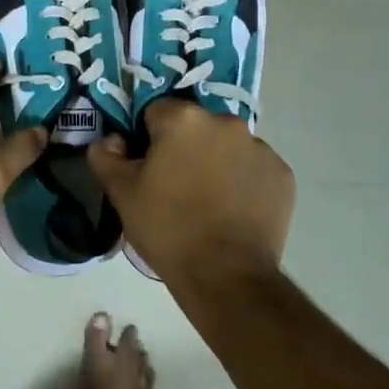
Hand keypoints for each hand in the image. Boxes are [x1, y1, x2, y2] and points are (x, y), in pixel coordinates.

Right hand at [87, 99, 293, 283]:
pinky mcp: (282, 174)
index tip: (146, 166)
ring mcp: (260, 147)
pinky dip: (242, 180)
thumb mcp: (122, 193)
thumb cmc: (167, 228)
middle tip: (174, 185)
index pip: (156, 112)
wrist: (225, 275)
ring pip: (227, 145)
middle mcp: (225, 122)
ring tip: (207, 201)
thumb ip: (106, 156)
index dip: (146, 138)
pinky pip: (253, 168)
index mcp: (183, 119)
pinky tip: (232, 210)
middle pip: (195, 126)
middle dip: (184, 146)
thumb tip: (110, 140)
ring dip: (215, 161)